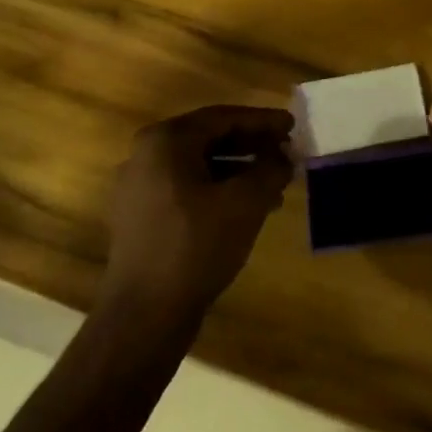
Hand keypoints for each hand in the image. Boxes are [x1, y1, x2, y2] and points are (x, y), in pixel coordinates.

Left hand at [99, 105, 294, 320]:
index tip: (293, 126)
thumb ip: (271, 168)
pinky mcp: (140, 217)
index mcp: (166, 141)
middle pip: (209, 138)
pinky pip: (187, 189)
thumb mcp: (246, 201)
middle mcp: (145, 156)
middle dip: (252, 145)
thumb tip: (284, 156)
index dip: (263, 121)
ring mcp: (138, 188)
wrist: (145, 313)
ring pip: (200, 166)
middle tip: (286, 151)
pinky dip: (219, 190)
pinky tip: (248, 207)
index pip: (223, 118)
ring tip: (275, 183)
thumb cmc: (197, 245)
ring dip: (239, 170)